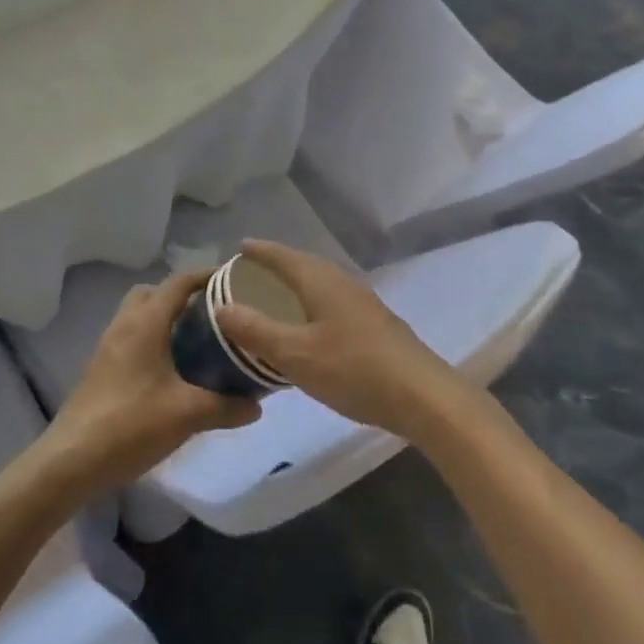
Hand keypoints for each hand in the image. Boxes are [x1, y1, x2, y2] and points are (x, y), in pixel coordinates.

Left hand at [43, 269, 260, 488]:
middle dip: (183, 296)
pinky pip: (132, 338)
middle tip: (213, 313)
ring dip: (166, 319)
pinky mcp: (101, 369)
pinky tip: (172, 371)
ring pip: (140, 316)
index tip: (234, 279)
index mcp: (145, 322)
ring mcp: (108, 347)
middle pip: (154, 293)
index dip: (206, 275)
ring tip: (198, 341)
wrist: (70, 461)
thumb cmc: (130, 424)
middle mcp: (124, 325)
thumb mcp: (187, 414)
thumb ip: (226, 406)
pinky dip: (153, 341)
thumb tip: (257, 405)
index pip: (179, 282)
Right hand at [214, 240, 471, 438]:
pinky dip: (310, 305)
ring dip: (295, 286)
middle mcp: (342, 282)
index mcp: (320, 280)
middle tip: (249, 275)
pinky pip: (330, 302)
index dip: (259, 251)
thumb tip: (222, 307)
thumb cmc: (353, 369)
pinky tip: (307, 328)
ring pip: (319, 284)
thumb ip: (256, 330)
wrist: (421, 395)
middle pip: (303, 265)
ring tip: (273, 299)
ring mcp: (361, 302)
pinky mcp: (373, 324)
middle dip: (276, 266)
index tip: (238, 247)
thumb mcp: (295, 354)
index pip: (283, 255)